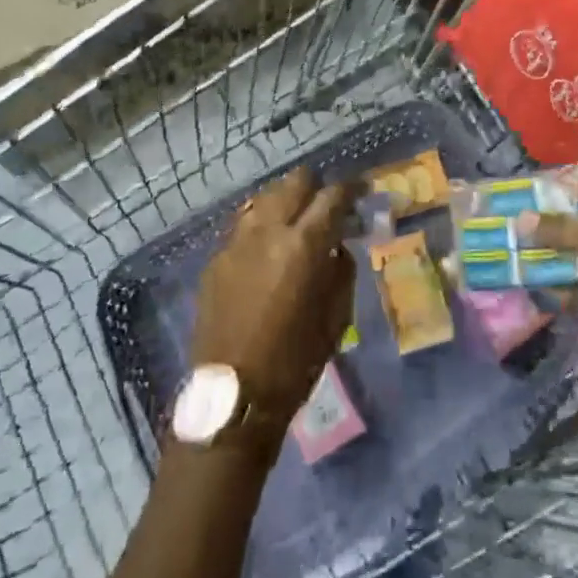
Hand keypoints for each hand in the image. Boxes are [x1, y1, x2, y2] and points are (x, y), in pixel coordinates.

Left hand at [192, 166, 356, 424]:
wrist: (232, 396)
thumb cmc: (295, 360)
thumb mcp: (336, 316)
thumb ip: (342, 270)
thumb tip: (338, 246)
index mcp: (304, 244)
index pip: (332, 196)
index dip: (351, 188)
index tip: (361, 189)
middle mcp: (268, 230)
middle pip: (294, 182)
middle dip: (315, 188)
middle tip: (327, 206)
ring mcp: (237, 241)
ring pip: (265, 197)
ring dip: (286, 201)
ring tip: (296, 222)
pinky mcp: (216, 259)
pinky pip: (244, 225)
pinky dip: (262, 225)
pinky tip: (268, 247)